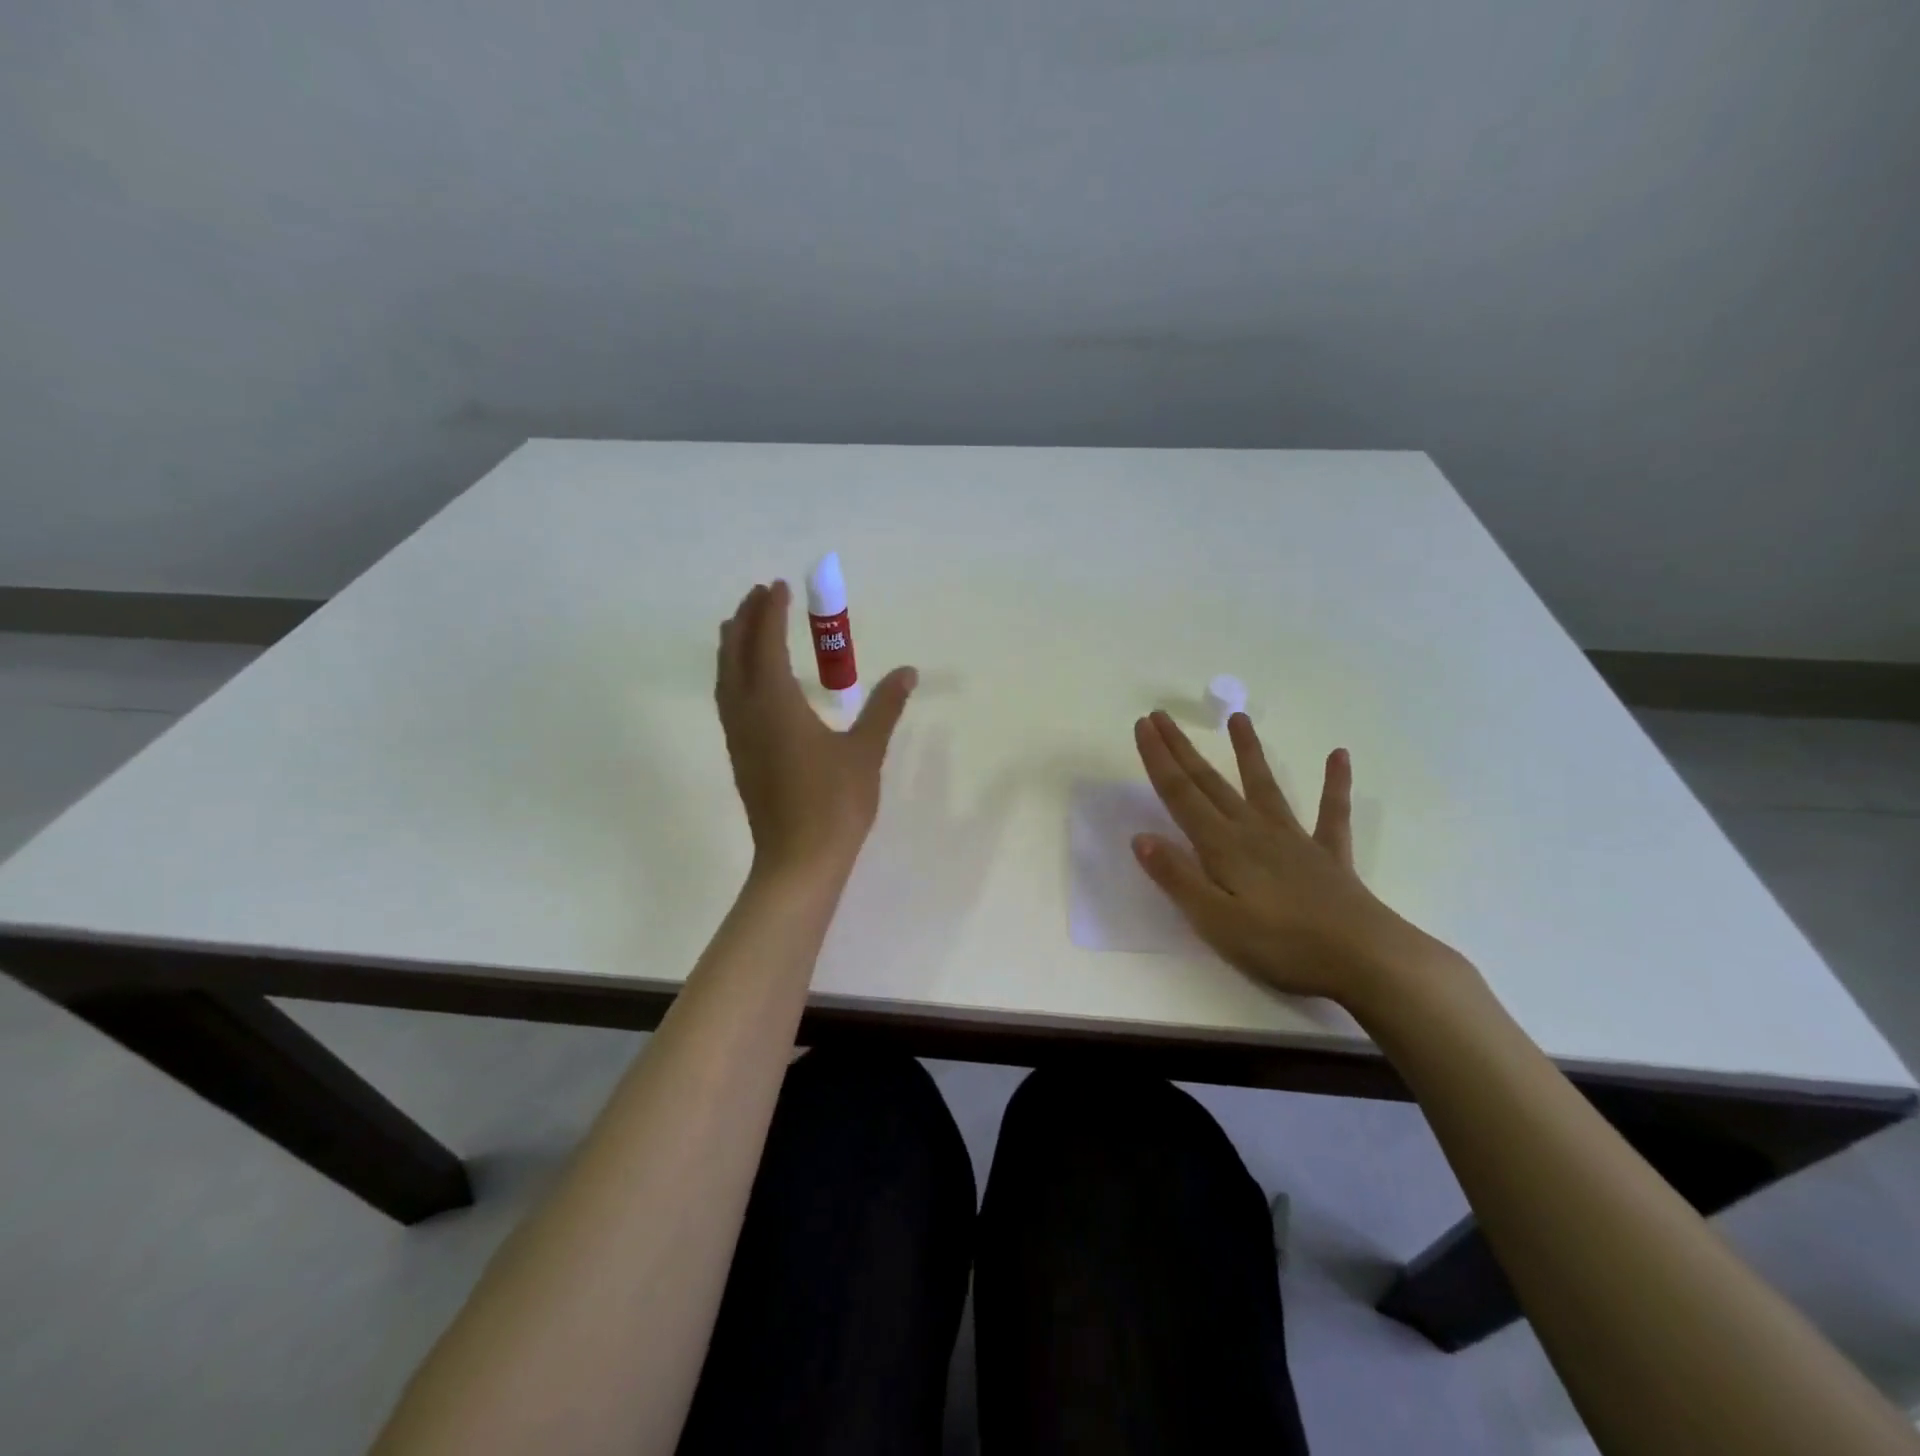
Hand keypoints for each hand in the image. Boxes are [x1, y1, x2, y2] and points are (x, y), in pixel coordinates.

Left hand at [716, 580, 916, 881]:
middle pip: (736, 655)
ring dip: (733, 646)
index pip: (767, 644)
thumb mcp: (865, 752)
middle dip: (746, 621)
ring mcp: (739, 737)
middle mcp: (748, 713)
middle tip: (759, 594)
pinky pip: (728, 700)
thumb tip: (908, 672)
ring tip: (743, 625)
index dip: (771, 613)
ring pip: (725, 679)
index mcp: (776, 704)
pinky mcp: (740, 756)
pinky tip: (748, 681)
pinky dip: (733, 675)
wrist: (799, 860)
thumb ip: (884, 708)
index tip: (778, 586)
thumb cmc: (834, 803)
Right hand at [1131, 709, 1453, 1006]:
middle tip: (1162, 715)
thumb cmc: (1281, 947)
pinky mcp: (1328, 855)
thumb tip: (1141, 837)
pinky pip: (1331, 812)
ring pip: (1264, 786)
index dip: (1159, 760)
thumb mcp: (1215, 921)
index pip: (1180, 795)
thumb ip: (1177, 877)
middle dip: (1182, 749)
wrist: (1365, 960)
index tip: (1143, 725)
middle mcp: (1254, 831)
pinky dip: (1335, 783)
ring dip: (1249, 751)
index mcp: (1223, 847)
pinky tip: (1339, 755)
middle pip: (1210, 783)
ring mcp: (1294, 839)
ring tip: (1238, 718)